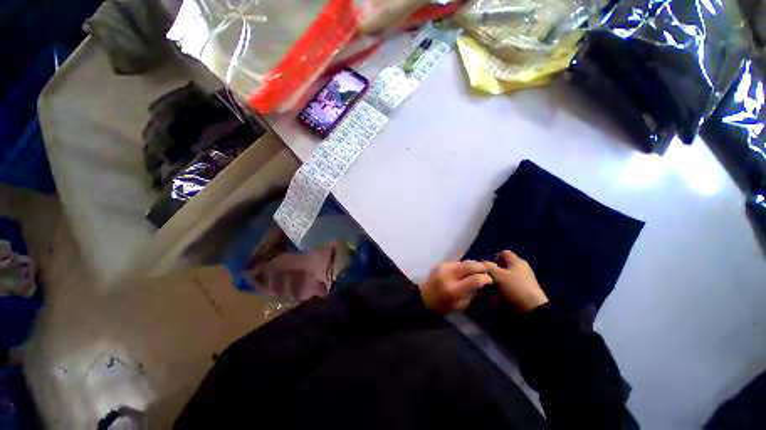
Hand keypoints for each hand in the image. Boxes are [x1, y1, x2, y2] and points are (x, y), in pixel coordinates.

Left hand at [420, 261, 492, 314]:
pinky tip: (466, 270)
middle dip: (481, 267)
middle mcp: (448, 276)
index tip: (490, 280)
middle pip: (470, 266)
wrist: (424, 298)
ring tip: (479, 269)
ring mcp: (443, 268)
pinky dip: (464, 265)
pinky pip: (456, 262)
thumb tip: (485, 285)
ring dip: (473, 264)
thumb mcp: (461, 306)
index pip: (475, 279)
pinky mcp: (440, 264)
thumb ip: (473, 294)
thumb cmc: (443, 307)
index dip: (486, 278)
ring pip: (463, 261)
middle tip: (487, 271)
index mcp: (453, 290)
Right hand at [484, 251, 547, 312]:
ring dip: (496, 283)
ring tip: (489, 291)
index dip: (493, 258)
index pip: (503, 253)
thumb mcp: (498, 275)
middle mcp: (521, 269)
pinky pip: (509, 288)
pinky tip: (496, 299)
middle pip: (503, 266)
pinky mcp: (523, 292)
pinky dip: (502, 291)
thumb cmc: (515, 288)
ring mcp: (524, 281)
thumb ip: (488, 267)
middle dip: (493, 273)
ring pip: (505, 278)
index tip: (486, 268)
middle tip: (486, 280)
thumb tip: (481, 263)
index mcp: (517, 261)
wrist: (533, 311)